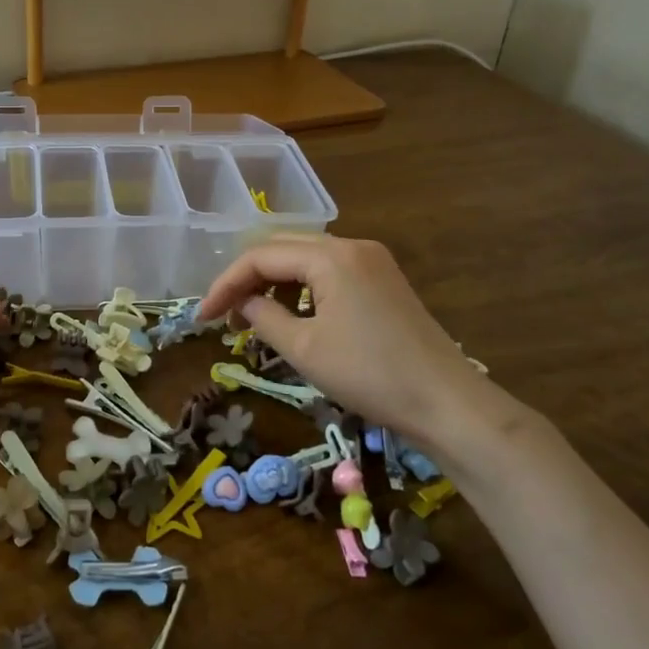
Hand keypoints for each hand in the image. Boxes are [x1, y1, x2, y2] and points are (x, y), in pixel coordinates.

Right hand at [197, 233, 489, 451]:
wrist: (447, 403)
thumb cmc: (370, 375)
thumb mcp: (304, 349)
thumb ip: (263, 316)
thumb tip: (241, 303)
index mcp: (330, 256)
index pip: (261, 257)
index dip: (225, 284)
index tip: (201, 317)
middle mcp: (351, 246)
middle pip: (282, 248)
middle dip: (247, 278)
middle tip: (224, 315)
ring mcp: (372, 260)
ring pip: (305, 257)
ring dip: (274, 282)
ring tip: (254, 318)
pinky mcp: (383, 279)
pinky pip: (329, 270)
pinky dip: (302, 287)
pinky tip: (294, 315)